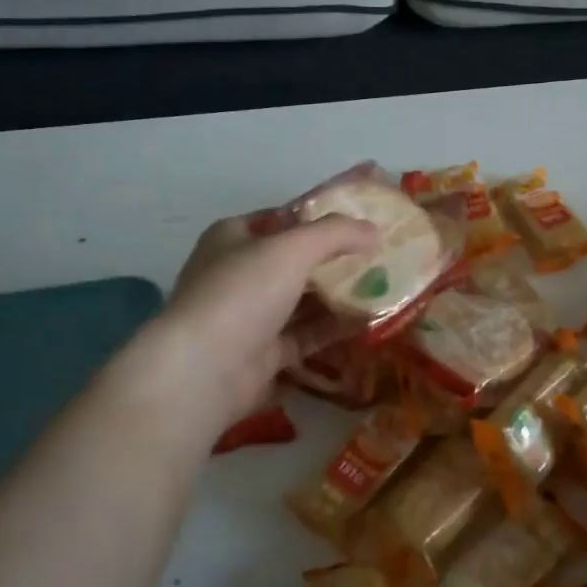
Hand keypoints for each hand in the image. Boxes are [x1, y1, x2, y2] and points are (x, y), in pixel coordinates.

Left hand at [118, 214, 379, 435]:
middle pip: (294, 261)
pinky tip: (368, 321)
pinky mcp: (263, 354)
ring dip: (338, 295)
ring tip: (383, 286)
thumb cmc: (242, 292)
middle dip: (334, 259)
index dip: (317, 217)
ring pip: (301, 300)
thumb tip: (374, 230)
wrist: (203, 370)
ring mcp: (249, 317)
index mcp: (232, 238)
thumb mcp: (292, 248)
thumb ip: (336, 233)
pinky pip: (305, 335)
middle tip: (379, 255)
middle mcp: (238, 274)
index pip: (279, 219)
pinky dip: (333, 329)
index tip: (357, 220)